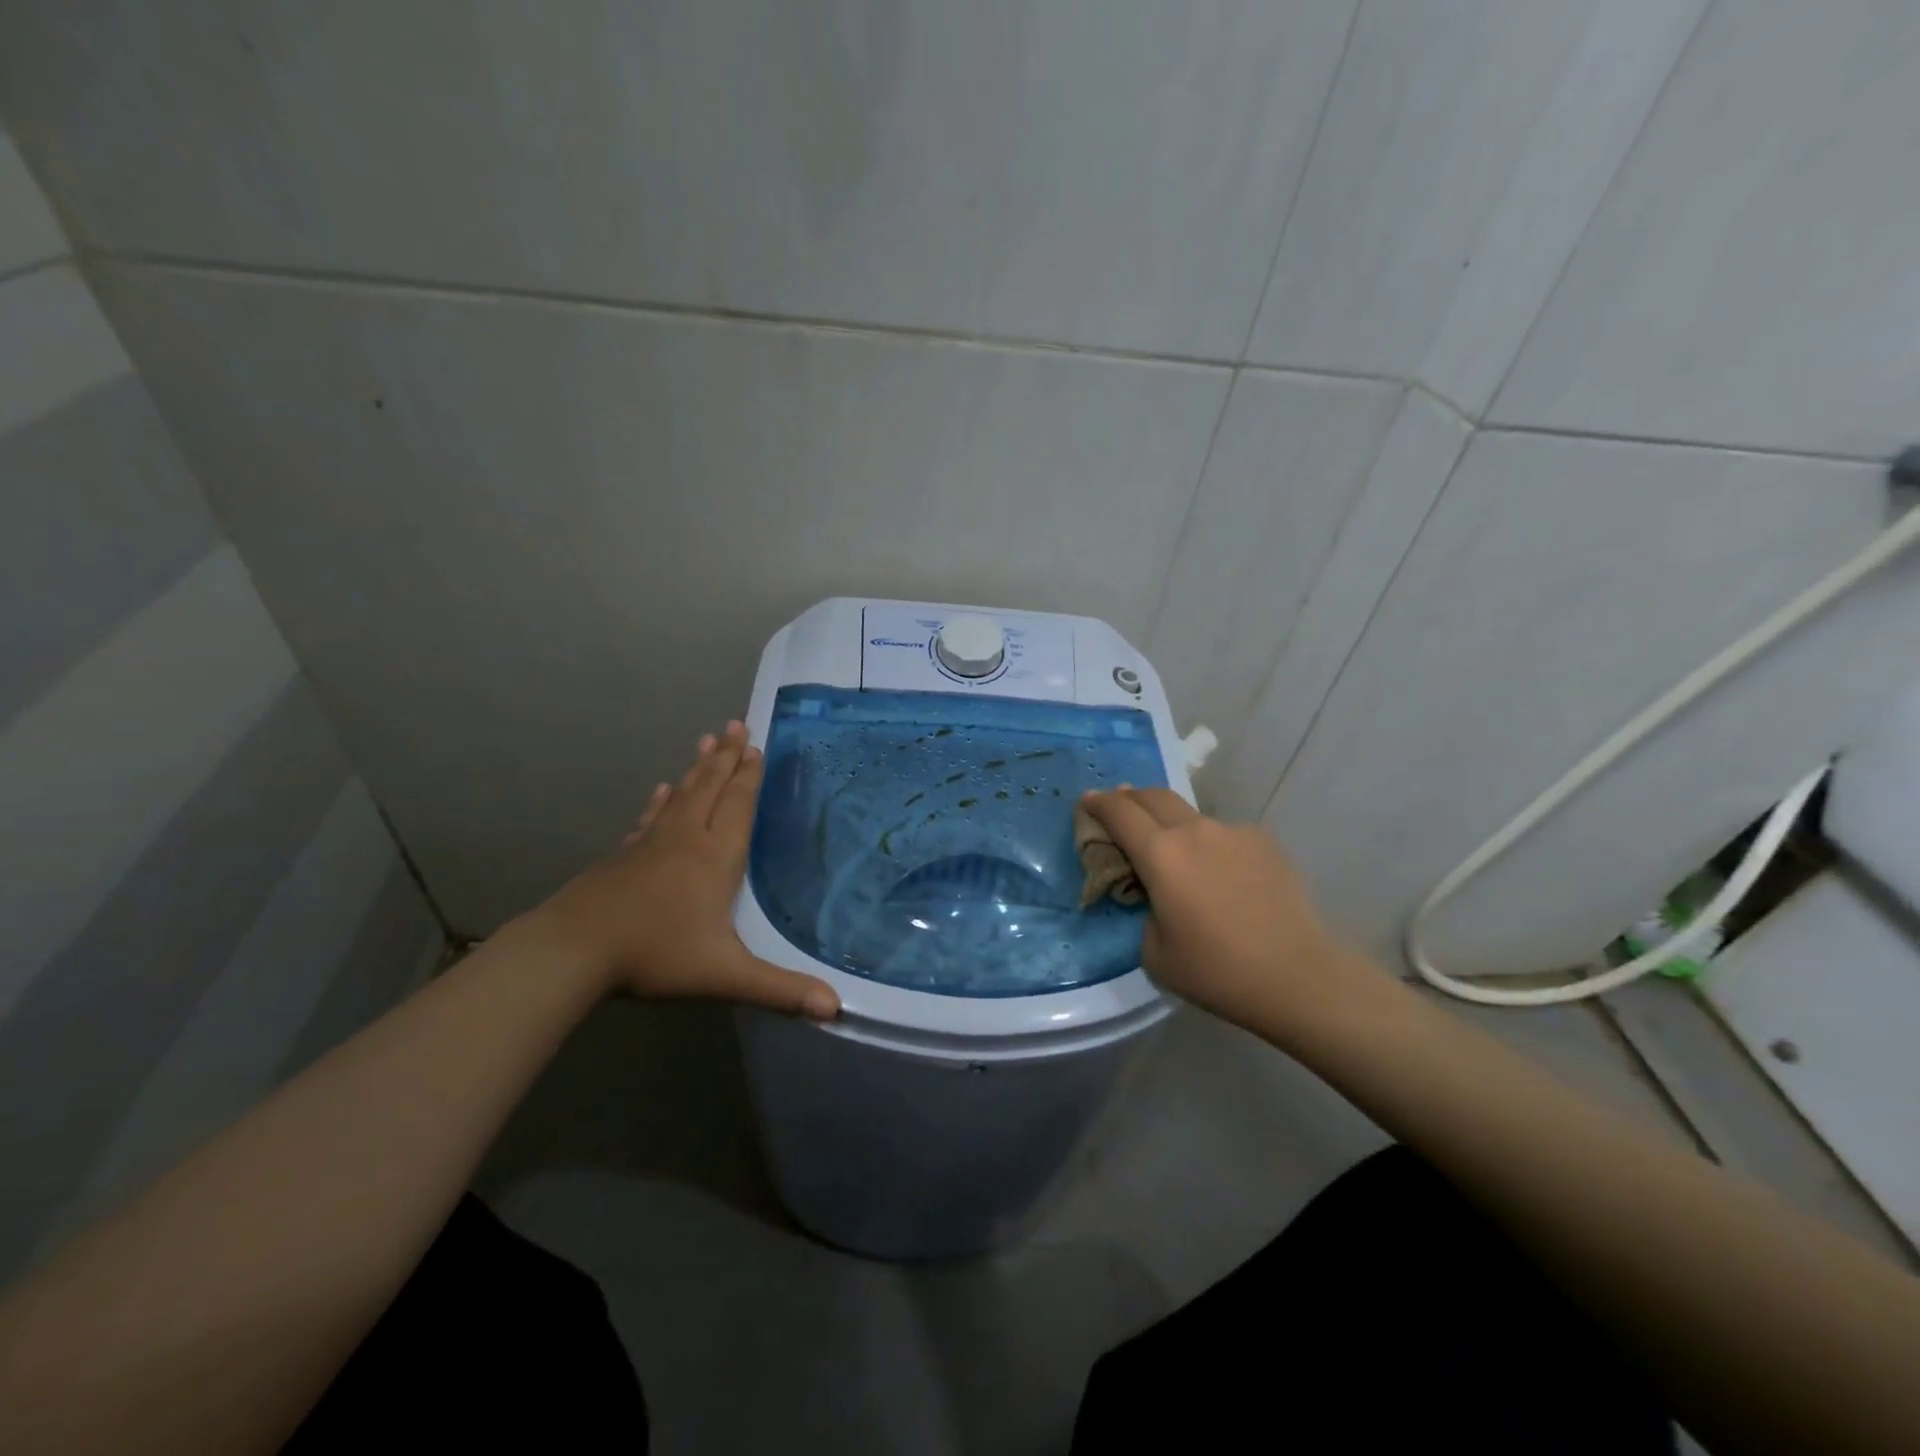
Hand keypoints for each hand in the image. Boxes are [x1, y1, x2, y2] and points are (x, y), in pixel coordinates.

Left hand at [528, 721, 839, 1018]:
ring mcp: (650, 844)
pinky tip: (661, 790)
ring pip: (681, 796)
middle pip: (711, 788)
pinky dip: (659, 802)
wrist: (574, 949)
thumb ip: (780, 989)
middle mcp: (686, 839)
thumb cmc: (656, 954)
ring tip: (707, 740)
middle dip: (727, 757)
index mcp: (716, 857)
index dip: (749, 776)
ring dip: (697, 769)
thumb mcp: (725, 975)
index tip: (756, 746)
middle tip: (736, 724)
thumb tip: (835, 1008)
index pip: (738, 805)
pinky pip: (649, 819)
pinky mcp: (623, 856)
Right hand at [1079, 787, 1377, 1031]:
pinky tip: (1219, 874)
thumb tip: (1153, 892)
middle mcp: (1194, 831)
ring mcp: (1233, 832)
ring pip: (1190, 814)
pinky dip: (1208, 843)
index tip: (1087, 802)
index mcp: (1161, 854)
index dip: (1098, 804)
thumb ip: (1144, 909)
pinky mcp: (1264, 842)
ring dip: (1170, 822)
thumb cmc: (1217, 971)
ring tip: (1172, 850)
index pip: (1119, 812)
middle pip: (1153, 796)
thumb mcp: (1155, 951)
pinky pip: (1223, 834)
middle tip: (1119, 809)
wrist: (1297, 976)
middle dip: (1129, 798)